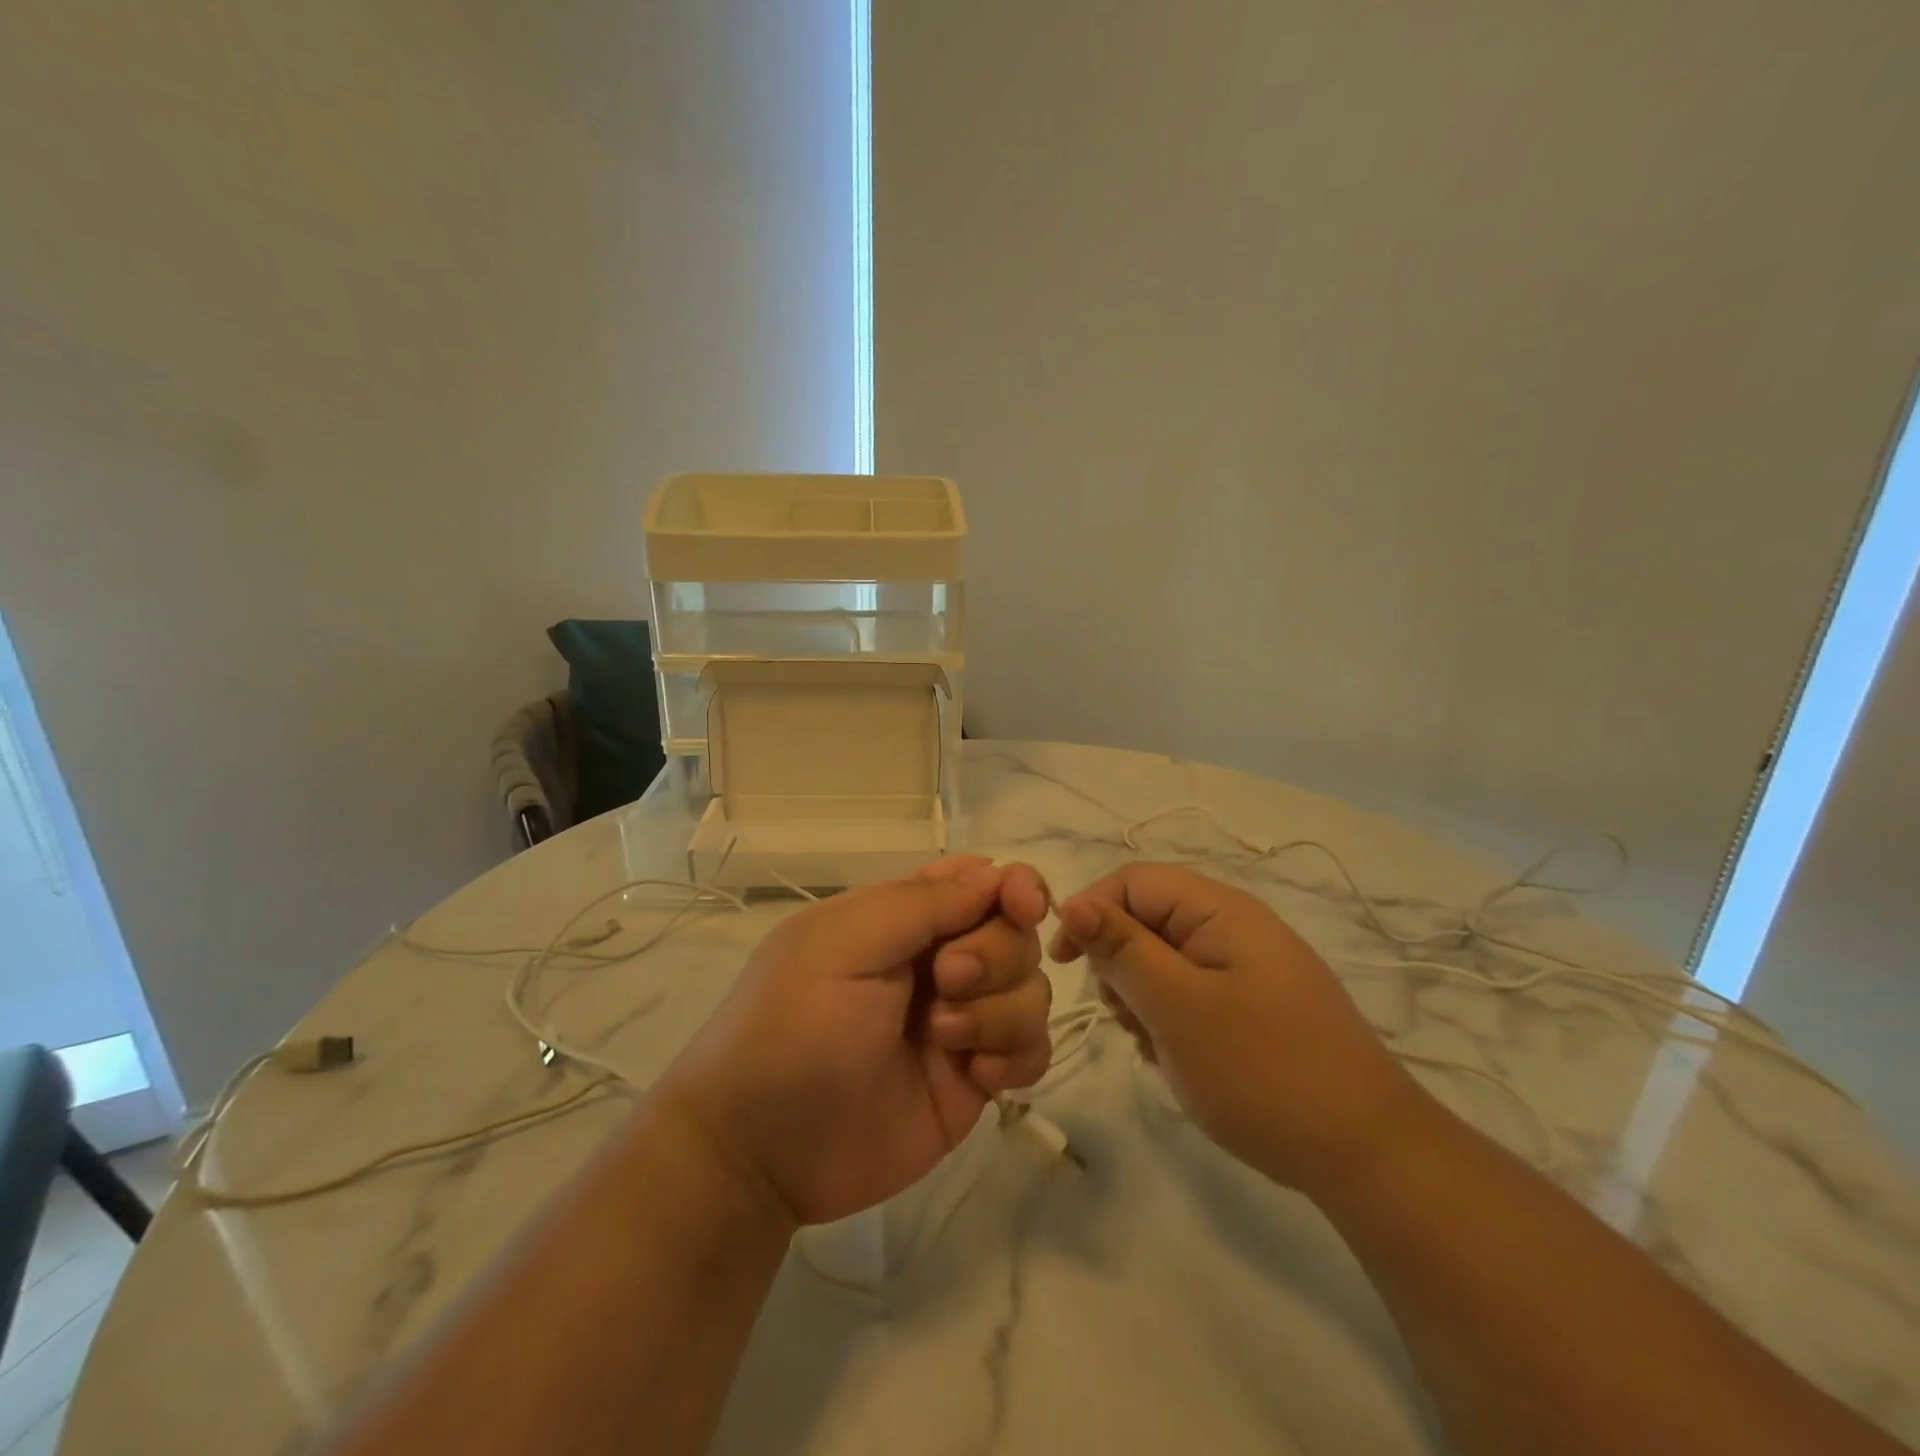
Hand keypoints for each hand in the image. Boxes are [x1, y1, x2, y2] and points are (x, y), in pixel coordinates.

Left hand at [656, 857, 1053, 1227]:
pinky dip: (1019, 1056)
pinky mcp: (972, 1079)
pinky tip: (980, 1077)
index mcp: (901, 917)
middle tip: (946, 984)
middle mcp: (937, 961)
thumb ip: (923, 903)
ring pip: (1030, 991)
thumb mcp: (845, 945)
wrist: (761, 1153)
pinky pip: (1031, 1051)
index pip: (980, 881)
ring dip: (1002, 1011)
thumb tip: (997, 874)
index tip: (1024, 907)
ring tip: (945, 1041)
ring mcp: (959, 1020)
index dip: (1014, 887)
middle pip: (1014, 934)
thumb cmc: (794, 1027)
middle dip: (995, 956)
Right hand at [1050, 863, 1421, 1191]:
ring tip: (1153, 1045)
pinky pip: (1193, 992)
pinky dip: (1172, 1018)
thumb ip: (1121, 949)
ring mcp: (1250, 967)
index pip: (1132, 881)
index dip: (1091, 911)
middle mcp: (1236, 926)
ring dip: (1143, 996)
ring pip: (1166, 959)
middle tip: (1123, 1016)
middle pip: (1148, 919)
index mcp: (1220, 910)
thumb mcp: (1176, 1007)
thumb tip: (1071, 902)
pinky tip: (1178, 1058)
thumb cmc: (1261, 1070)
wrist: (1368, 1155)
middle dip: (1120, 962)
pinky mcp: (1258, 1005)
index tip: (1065, 964)